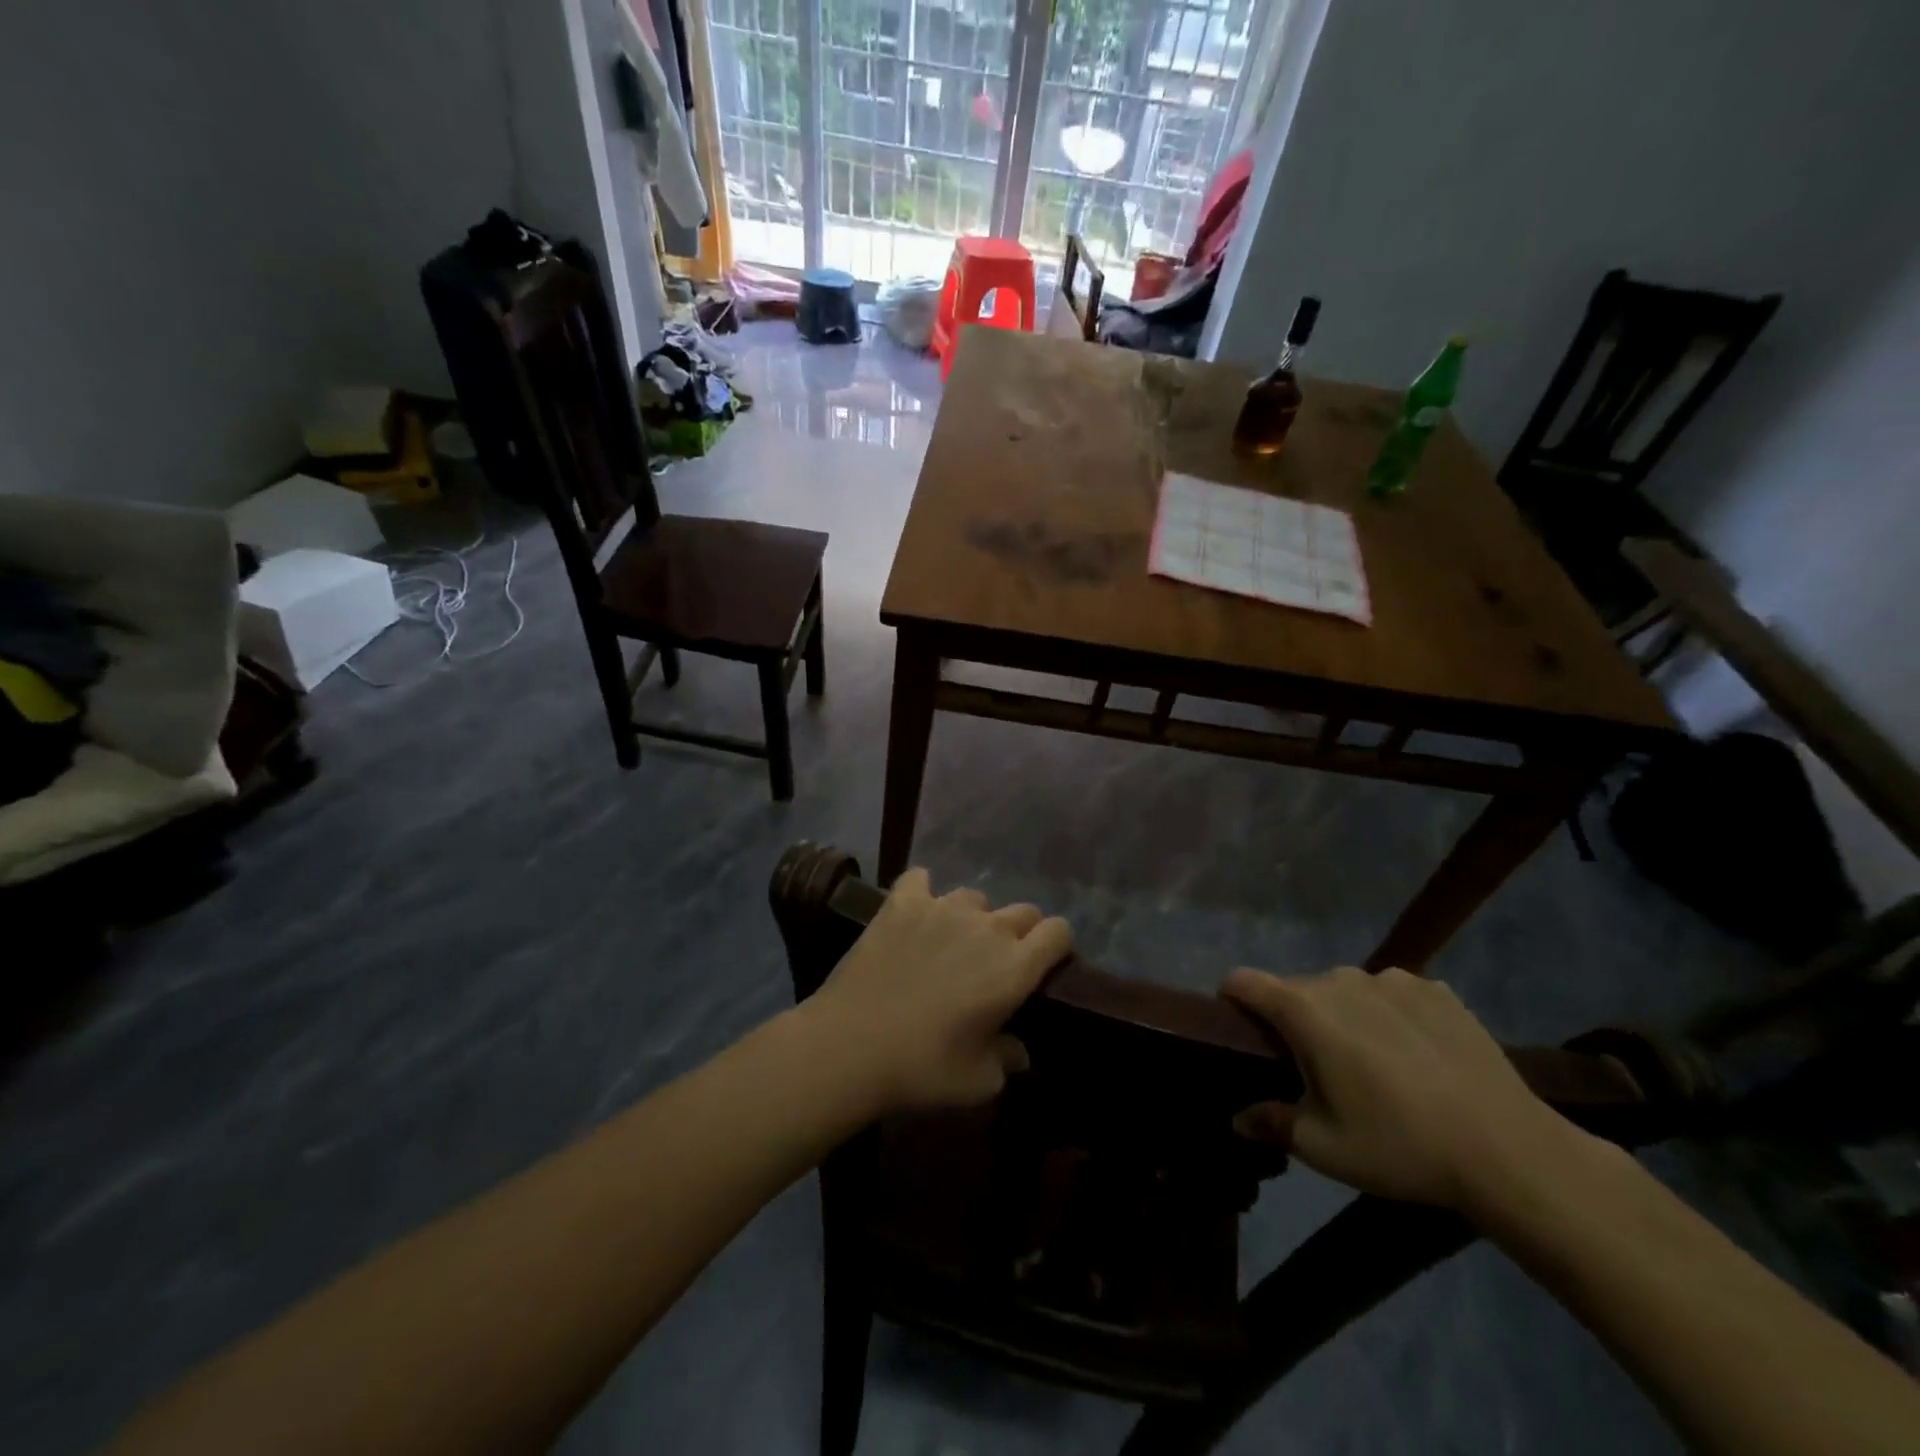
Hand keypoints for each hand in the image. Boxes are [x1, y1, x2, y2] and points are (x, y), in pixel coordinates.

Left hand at [804, 868, 1072, 1111]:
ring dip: (972, 917)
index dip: (1056, 946)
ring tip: (950, 942)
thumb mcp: (978, 1082)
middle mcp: (987, 927)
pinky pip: (919, 880)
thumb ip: (1007, 1060)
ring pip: (974, 897)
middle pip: (1023, 911)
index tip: (1043, 966)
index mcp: (1014, 967)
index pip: (1058, 931)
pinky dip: (921, 892)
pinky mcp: (902, 903)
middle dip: (1020, 933)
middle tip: (995, 963)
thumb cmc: (923, 1068)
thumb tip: (1018, 1052)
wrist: (851, 1045)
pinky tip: (914, 911)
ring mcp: (942, 908)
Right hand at [1224, 965, 1586, 1211]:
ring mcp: (1392, 979)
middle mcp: (1341, 980)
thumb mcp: (1323, 1148)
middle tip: (1317, 1069)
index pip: (1244, 981)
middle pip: (1297, 989)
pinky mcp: (1436, 990)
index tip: (1241, 1029)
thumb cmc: (1400, 1146)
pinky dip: (1390, 1015)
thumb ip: (1271, 1123)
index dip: (1232, 999)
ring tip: (1373, 1062)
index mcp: (1304, 1010)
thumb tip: (1237, 1118)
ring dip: (1343, 1015)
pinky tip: (1418, 1056)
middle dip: (1294, 1020)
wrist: (1509, 1150)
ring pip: (1346, 990)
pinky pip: (1392, 994)